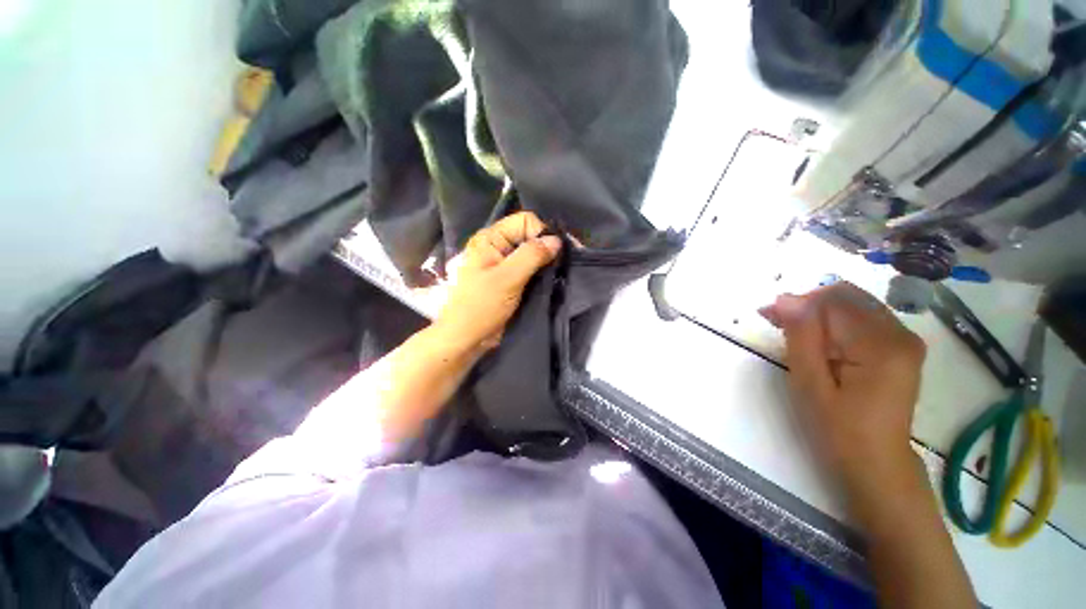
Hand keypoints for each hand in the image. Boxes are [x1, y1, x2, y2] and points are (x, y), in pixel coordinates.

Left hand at [433, 212, 561, 355]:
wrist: (466, 338)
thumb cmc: (481, 306)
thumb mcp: (507, 278)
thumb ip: (531, 255)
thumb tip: (556, 240)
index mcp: (490, 239)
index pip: (524, 221)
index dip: (542, 232)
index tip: (559, 251)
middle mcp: (497, 247)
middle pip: (529, 236)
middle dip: (547, 247)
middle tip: (565, 262)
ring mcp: (503, 265)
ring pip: (531, 254)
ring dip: (546, 261)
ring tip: (560, 272)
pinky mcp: (509, 280)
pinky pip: (529, 269)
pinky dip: (541, 272)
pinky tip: (552, 279)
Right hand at [761, 282, 926, 493]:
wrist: (877, 463)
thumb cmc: (839, 429)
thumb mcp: (811, 384)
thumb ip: (801, 337)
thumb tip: (785, 298)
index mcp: (882, 345)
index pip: (835, 300)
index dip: (798, 302)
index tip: (768, 316)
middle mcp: (902, 334)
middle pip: (848, 297)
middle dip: (808, 305)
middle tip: (776, 322)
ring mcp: (904, 341)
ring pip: (853, 305)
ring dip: (818, 313)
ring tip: (792, 333)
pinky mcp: (900, 348)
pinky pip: (862, 319)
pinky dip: (834, 323)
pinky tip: (817, 342)